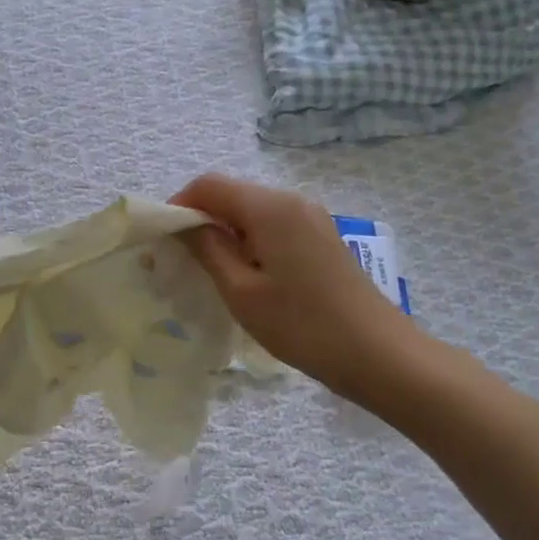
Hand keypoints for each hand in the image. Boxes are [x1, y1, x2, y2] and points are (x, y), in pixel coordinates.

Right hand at [171, 174, 415, 397]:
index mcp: (270, 208)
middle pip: (232, 195)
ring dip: (225, 234)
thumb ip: (207, 249)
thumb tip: (182, 223)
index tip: (161, 241)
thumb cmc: (302, 326)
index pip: (209, 185)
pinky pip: (274, 228)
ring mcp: (312, 219)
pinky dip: (250, 243)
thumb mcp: (242, 291)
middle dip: (200, 220)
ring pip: (253, 213)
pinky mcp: (322, 239)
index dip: (178, 206)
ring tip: (211, 274)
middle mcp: (293, 201)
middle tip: (181, 262)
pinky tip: (247, 278)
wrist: (377, 354)